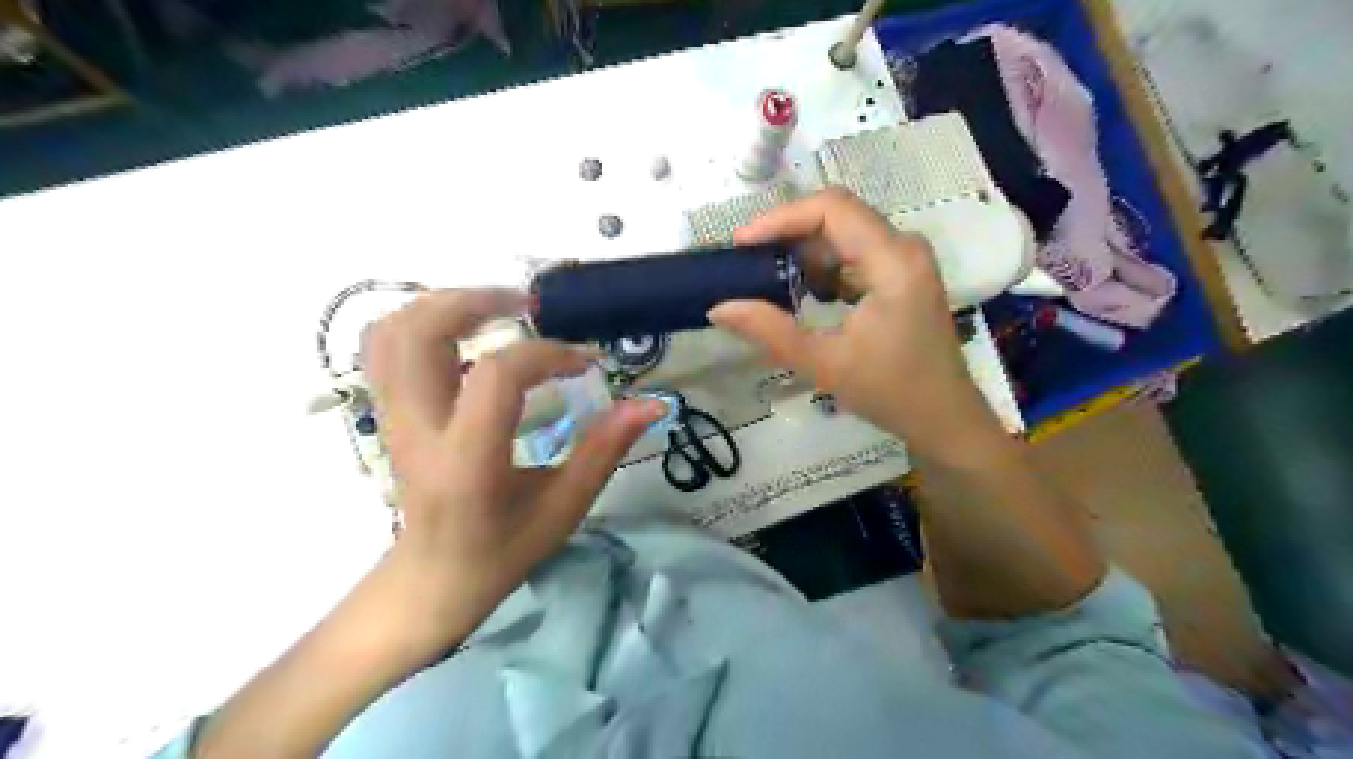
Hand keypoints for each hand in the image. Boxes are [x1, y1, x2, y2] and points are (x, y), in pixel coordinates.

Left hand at [357, 289, 657, 655]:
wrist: (432, 579)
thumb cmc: (503, 551)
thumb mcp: (564, 507)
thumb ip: (604, 449)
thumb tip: (650, 403)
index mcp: (466, 462)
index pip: (496, 377)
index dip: (546, 354)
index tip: (584, 361)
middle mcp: (417, 430)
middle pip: (419, 333)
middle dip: (476, 300)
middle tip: (529, 303)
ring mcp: (392, 418)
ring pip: (392, 331)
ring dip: (444, 304)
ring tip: (497, 309)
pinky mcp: (387, 413)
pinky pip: (385, 348)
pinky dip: (421, 321)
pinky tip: (465, 330)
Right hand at [710, 194, 1002, 457]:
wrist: (943, 417)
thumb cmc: (890, 391)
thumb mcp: (823, 364)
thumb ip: (768, 331)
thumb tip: (718, 307)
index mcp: (892, 261)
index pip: (831, 209)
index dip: (781, 218)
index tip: (741, 243)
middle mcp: (903, 247)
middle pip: (836, 215)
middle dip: (786, 234)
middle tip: (745, 262)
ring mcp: (904, 259)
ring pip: (842, 234)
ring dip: (802, 252)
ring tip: (765, 279)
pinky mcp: (900, 274)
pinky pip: (852, 254)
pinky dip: (821, 268)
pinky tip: (799, 294)